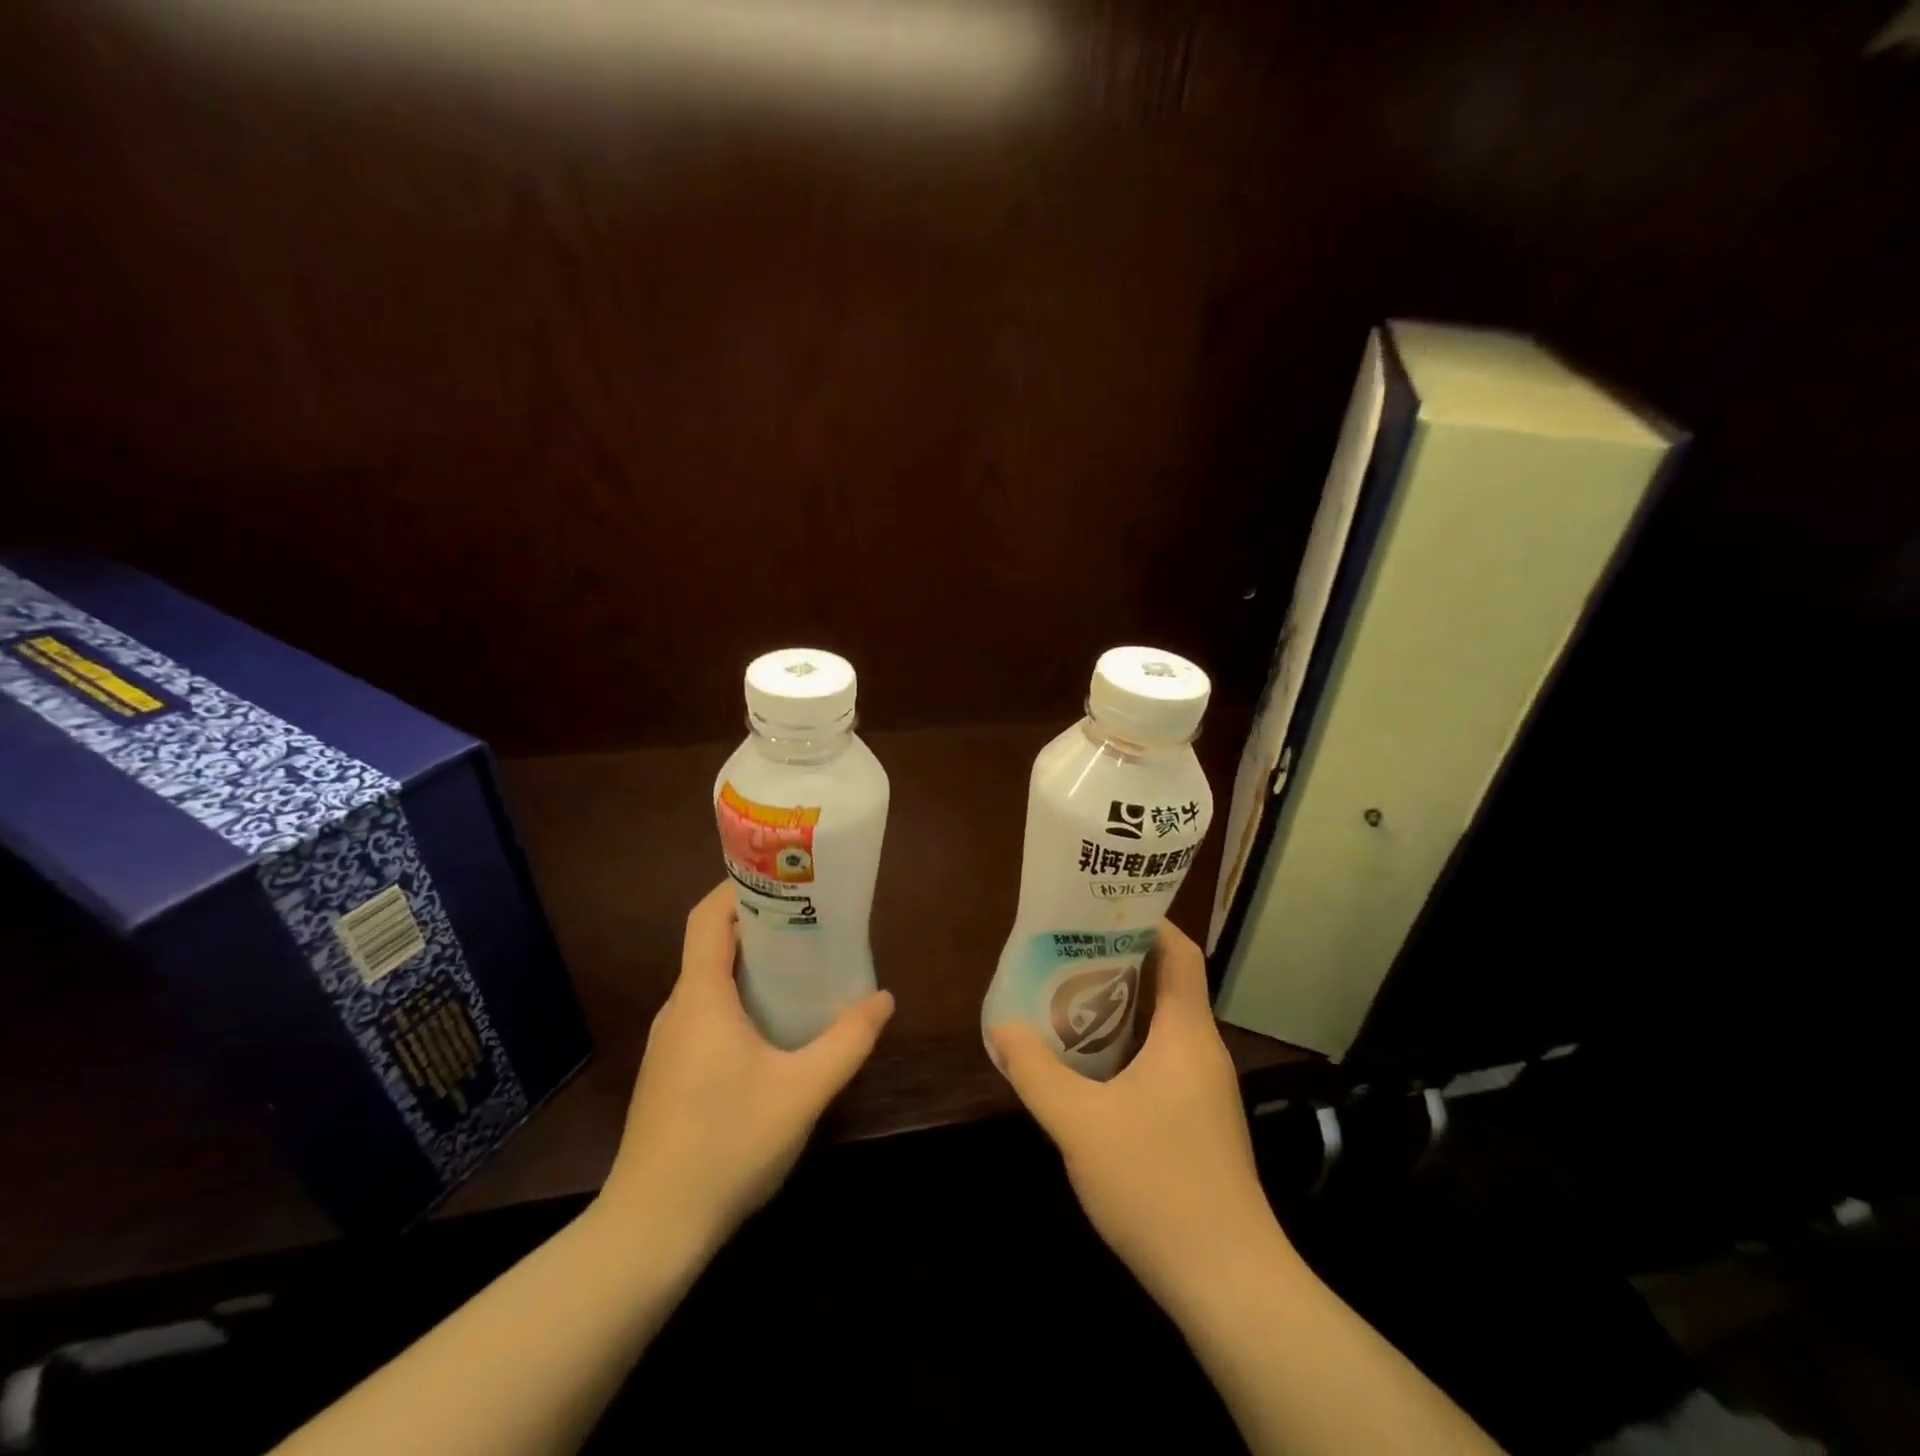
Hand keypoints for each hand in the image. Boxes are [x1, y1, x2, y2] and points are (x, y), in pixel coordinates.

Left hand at [599, 882, 894, 1247]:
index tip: (782, 878)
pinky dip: (740, 1000)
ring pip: (709, 983)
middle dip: (759, 925)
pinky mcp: (670, 1073)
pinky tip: (774, 1027)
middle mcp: (678, 1010)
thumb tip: (883, 999)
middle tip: (811, 920)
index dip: (738, 887)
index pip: (707, 917)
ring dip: (751, 966)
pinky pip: (706, 1014)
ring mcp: (670, 1044)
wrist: (651, 1230)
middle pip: (711, 945)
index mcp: (701, 997)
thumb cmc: (727, 1144)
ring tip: (802, 966)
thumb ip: (848, 1041)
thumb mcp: (803, 1090)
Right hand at [990, 922, 1284, 1309]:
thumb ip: (1036, 1072)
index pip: (1181, 953)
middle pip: (1169, 983)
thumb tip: (1003, 1028)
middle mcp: (1203, 1050)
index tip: (1100, 910)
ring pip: (1164, 1025)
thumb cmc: (1157, 1185)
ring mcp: (1206, 1089)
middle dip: (1120, 961)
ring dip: (1121, 1006)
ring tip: (1068, 998)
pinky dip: (1129, 1045)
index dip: (1148, 922)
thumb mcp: (1080, 1124)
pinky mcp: (1200, 1121)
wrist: (1228, 1283)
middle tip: (1066, 952)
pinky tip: (1091, 1066)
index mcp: (1187, 1034)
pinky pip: (1164, 1059)